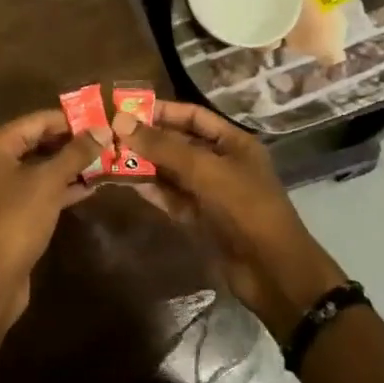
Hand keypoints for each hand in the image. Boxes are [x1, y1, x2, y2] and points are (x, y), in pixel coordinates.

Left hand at [0, 110, 96, 325]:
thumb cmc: (18, 219)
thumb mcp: (50, 181)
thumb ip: (76, 153)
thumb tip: (103, 129)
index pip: (37, 120)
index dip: (70, 119)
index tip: (101, 119)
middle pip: (38, 141)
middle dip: (72, 142)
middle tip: (106, 140)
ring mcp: (1, 186)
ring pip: (41, 166)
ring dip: (70, 164)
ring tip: (105, 160)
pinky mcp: (12, 210)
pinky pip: (39, 188)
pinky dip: (62, 185)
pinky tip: (90, 186)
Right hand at [119, 100, 348, 339]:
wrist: (273, 274)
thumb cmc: (246, 209)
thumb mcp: (205, 171)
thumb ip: (164, 146)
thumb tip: (121, 121)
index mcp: (233, 143)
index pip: (193, 116)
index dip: (162, 111)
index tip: (127, 108)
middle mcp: (221, 163)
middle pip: (179, 143)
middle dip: (148, 138)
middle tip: (110, 132)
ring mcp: (210, 193)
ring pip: (172, 171)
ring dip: (145, 164)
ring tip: (110, 155)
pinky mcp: (200, 219)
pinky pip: (171, 197)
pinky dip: (152, 189)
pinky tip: (127, 182)